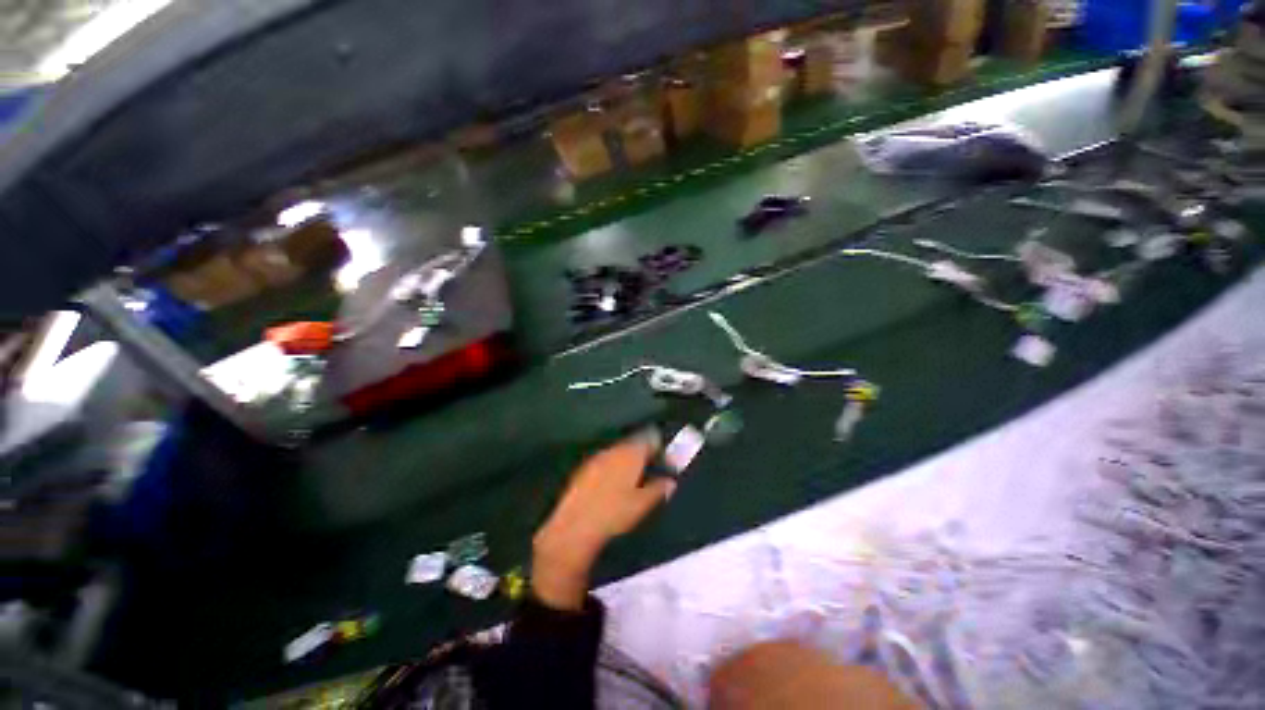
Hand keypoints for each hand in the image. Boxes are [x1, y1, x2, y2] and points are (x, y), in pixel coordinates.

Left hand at [532, 431, 674, 609]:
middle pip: (634, 442)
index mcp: (631, 453)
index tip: (667, 459)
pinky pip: (605, 460)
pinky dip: (613, 466)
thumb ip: (659, 489)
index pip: (651, 437)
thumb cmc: (614, 514)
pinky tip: (613, 483)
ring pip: (619, 450)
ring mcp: (597, 457)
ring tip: (633, 477)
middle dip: (644, 452)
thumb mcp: (643, 504)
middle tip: (651, 468)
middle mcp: (614, 449)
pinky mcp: (584, 467)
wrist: (575, 526)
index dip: (661, 446)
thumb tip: (671, 481)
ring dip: (628, 458)